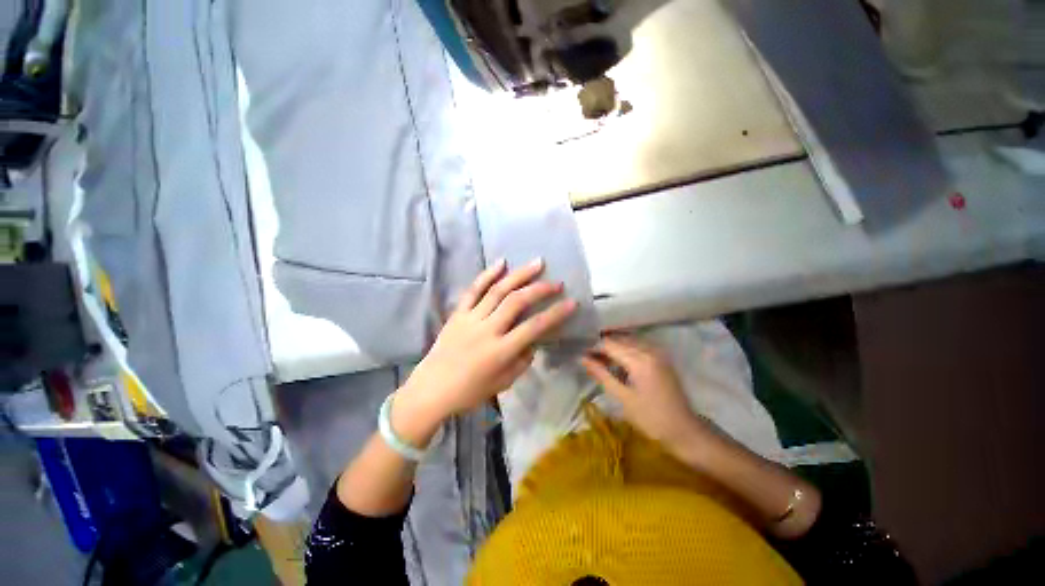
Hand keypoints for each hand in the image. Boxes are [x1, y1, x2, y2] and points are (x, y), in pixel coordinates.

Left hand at [397, 258, 576, 436]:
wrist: (431, 389)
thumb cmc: (470, 392)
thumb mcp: (503, 383)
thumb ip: (522, 360)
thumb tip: (533, 341)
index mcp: (501, 351)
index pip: (534, 327)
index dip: (556, 314)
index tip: (572, 303)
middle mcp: (487, 330)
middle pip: (517, 302)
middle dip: (540, 289)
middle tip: (556, 282)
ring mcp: (471, 318)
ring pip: (498, 290)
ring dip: (519, 275)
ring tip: (537, 263)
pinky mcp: (458, 313)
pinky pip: (473, 290)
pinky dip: (487, 274)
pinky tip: (501, 262)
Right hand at [580, 335, 706, 447]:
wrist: (685, 431)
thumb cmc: (651, 419)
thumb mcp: (623, 398)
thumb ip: (602, 375)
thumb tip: (583, 359)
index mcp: (640, 360)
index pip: (609, 344)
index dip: (593, 348)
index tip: (580, 355)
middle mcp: (649, 350)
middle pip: (619, 340)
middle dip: (602, 347)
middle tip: (588, 358)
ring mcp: (658, 353)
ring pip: (628, 341)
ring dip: (613, 348)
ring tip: (599, 360)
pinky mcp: (661, 358)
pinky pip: (638, 346)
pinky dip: (624, 351)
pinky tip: (617, 362)